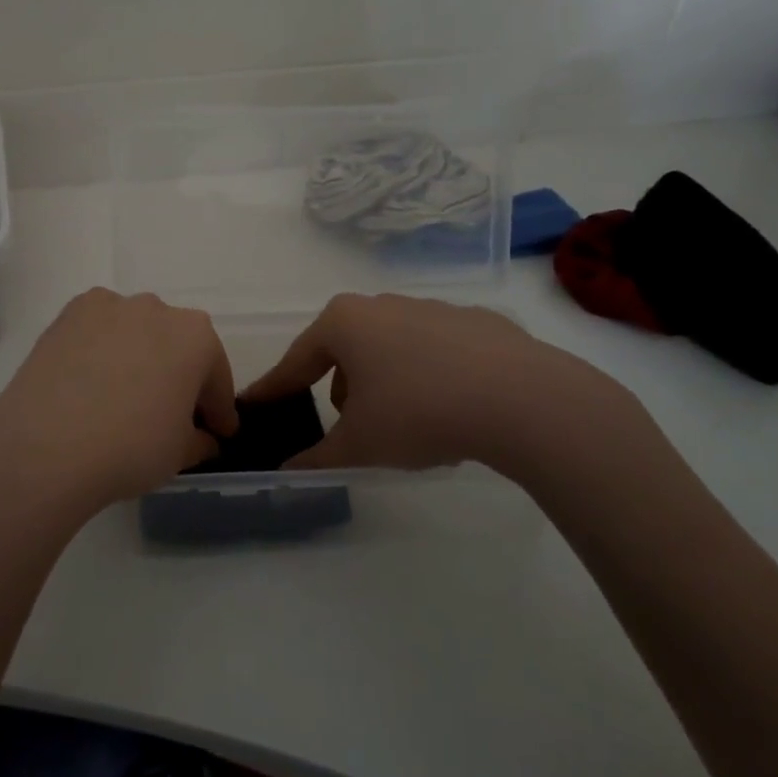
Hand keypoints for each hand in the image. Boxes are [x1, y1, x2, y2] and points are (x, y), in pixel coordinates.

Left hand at [0, 288, 237, 530]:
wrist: (46, 445)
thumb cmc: (130, 447)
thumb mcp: (180, 454)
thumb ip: (200, 440)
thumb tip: (204, 438)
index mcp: (196, 336)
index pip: (216, 375)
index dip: (219, 409)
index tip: (219, 433)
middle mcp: (156, 308)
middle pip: (176, 346)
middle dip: (179, 376)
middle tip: (172, 415)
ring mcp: (108, 306)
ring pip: (136, 333)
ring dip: (139, 358)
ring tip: (124, 396)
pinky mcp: (68, 314)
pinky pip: (98, 331)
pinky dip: (102, 350)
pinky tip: (91, 382)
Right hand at [241, 293, 658, 491]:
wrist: (522, 399)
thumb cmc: (418, 413)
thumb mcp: (359, 445)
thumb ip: (316, 459)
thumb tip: (287, 472)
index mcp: (344, 323)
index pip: (296, 361)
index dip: (274, 388)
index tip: (255, 405)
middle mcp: (382, 304)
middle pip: (344, 350)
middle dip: (339, 388)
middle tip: (348, 427)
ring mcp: (432, 308)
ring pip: (390, 348)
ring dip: (384, 383)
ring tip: (405, 425)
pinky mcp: (476, 322)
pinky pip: (435, 352)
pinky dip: (429, 376)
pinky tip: (451, 410)